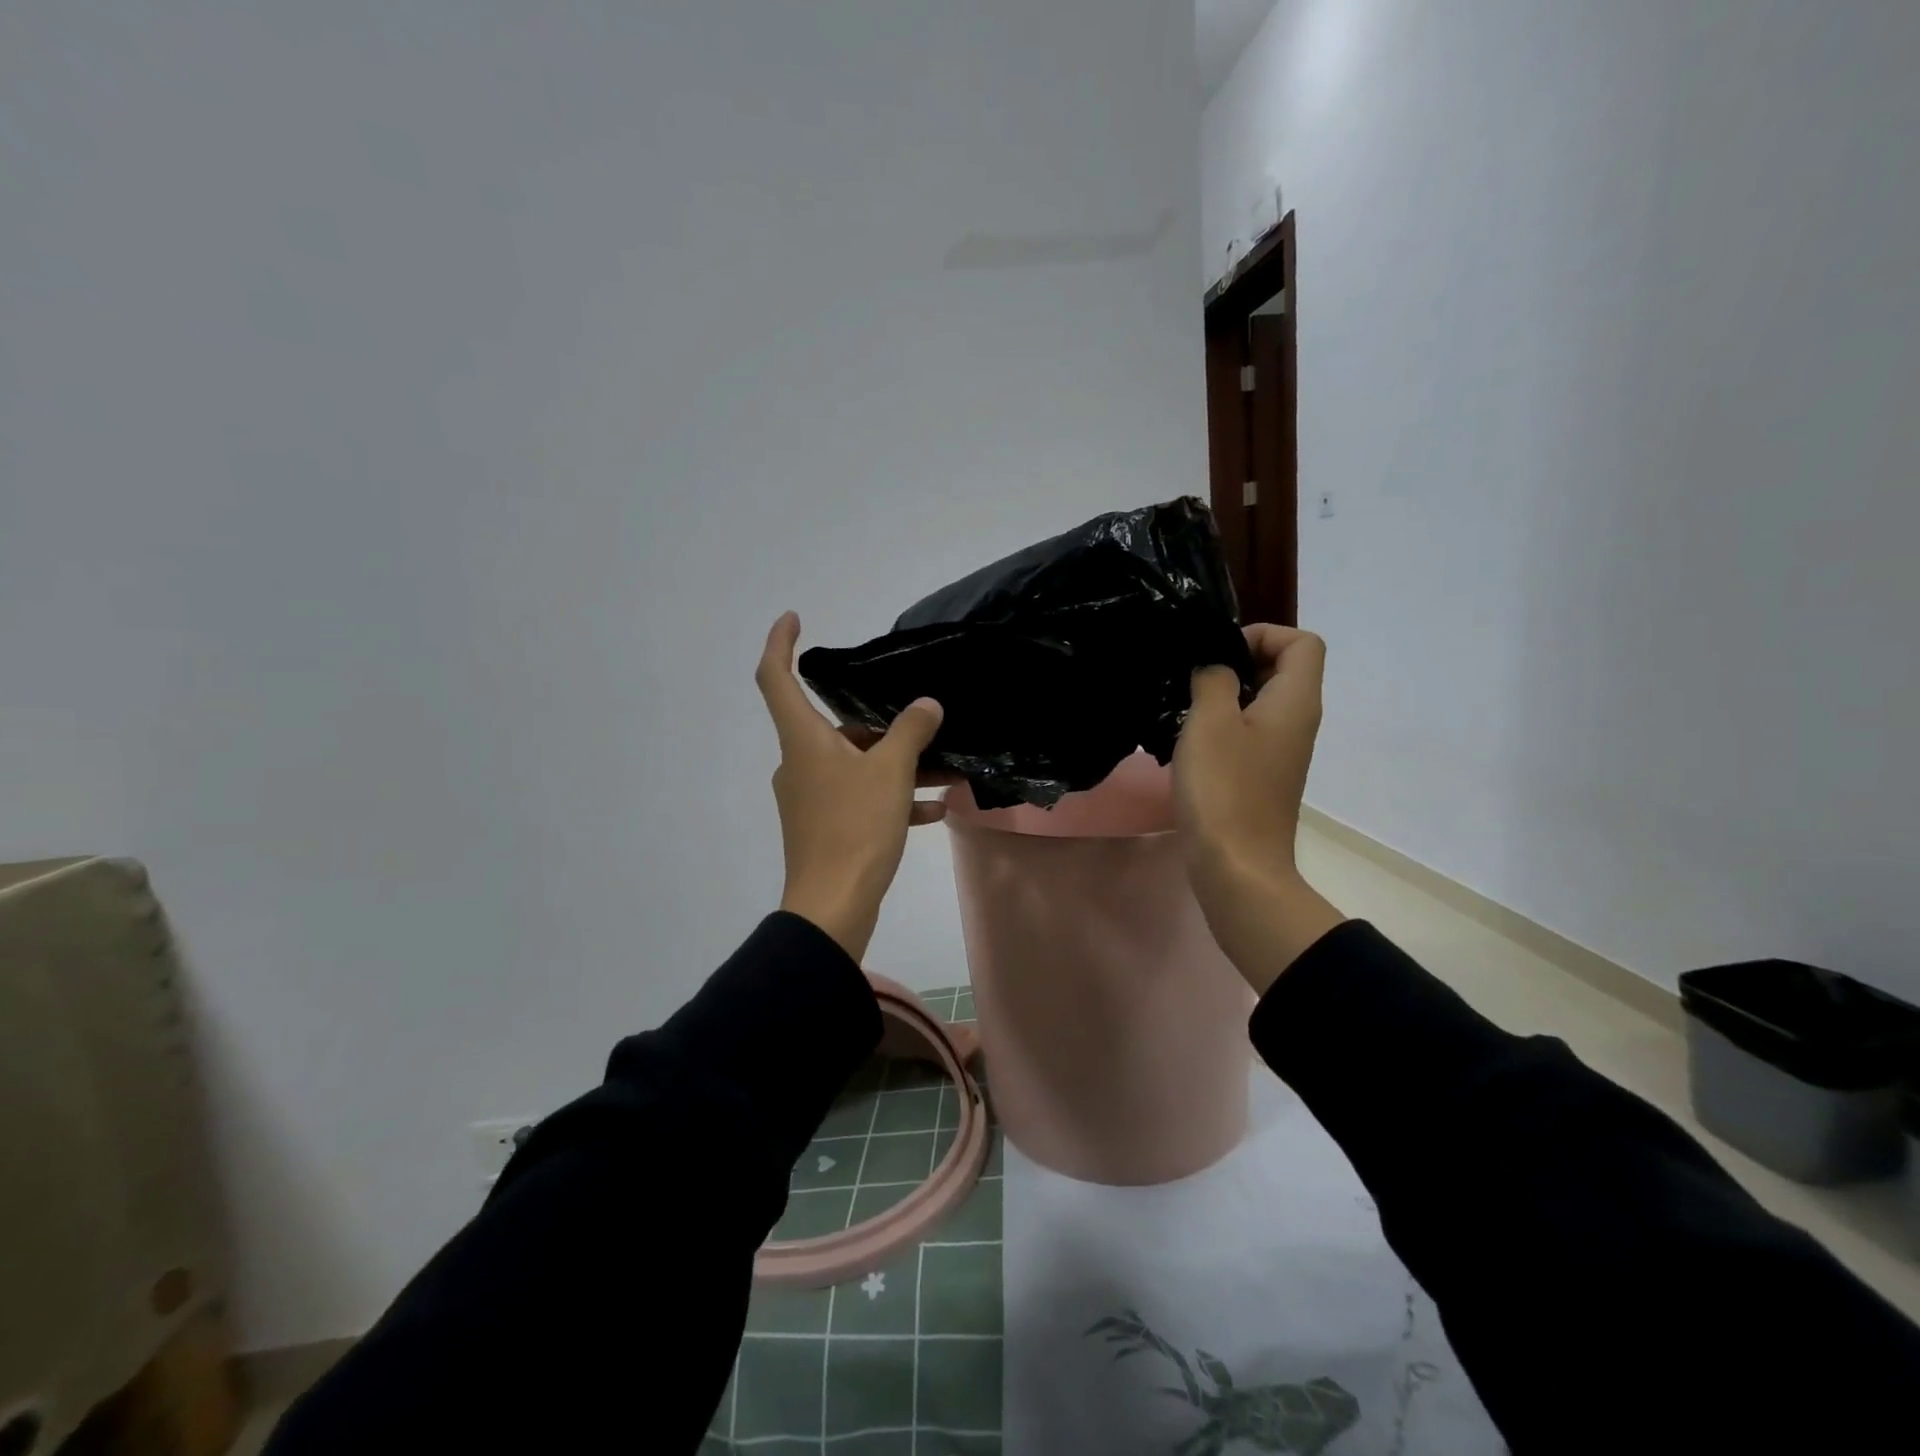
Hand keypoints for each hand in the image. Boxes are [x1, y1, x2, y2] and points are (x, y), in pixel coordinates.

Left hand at [755, 612, 946, 961]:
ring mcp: (809, 798)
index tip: (795, 618)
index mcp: (803, 741)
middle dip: (882, 726)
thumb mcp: (891, 772)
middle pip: (836, 728)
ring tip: (944, 774)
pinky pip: (859, 799)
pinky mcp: (823, 828)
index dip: (780, 643)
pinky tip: (932, 811)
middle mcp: (799, 764)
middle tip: (926, 727)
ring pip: (855, 766)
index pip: (774, 678)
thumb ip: (910, 731)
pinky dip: (890, 798)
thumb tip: (926, 705)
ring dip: (897, 766)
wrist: (833, 907)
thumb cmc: (855, 828)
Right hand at [1173, 625, 1344, 991]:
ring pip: (1260, 702)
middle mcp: (1298, 721)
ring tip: (1184, 709)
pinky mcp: (1262, 776)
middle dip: (1236, 662)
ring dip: (1223, 696)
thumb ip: (1213, 678)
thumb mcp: (1210, 721)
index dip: (1262, 635)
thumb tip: (1214, 667)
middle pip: (1281, 668)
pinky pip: (1248, 732)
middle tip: (1193, 678)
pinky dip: (1221, 727)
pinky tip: (1187, 744)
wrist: (1236, 866)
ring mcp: (1281, 752)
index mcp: (1296, 701)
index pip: (1302, 641)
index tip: (1219, 654)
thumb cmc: (1224, 788)